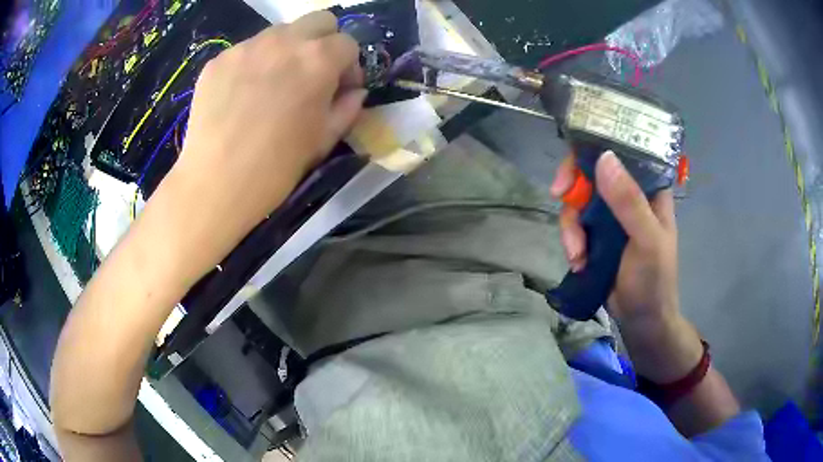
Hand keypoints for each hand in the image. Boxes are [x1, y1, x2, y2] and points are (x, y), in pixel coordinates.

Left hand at [158, 11, 365, 280]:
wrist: (215, 184)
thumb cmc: (276, 167)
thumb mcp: (324, 140)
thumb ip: (347, 108)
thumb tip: (354, 92)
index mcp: (318, 60)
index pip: (348, 43)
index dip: (349, 66)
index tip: (340, 89)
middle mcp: (284, 41)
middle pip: (318, 21)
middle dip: (324, 42)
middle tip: (312, 74)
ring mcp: (247, 47)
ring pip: (279, 32)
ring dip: (287, 50)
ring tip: (273, 85)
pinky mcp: (219, 60)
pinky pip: (246, 51)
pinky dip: (254, 64)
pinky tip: (243, 95)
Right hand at [551, 151, 679, 323]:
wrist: (641, 320)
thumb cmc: (654, 279)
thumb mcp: (647, 240)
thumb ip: (629, 202)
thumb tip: (604, 158)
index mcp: (649, 189)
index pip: (621, 153)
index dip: (594, 150)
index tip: (574, 164)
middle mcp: (629, 195)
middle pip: (592, 173)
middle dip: (574, 190)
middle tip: (559, 197)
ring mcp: (611, 216)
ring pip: (579, 201)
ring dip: (571, 227)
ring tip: (577, 255)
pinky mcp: (597, 235)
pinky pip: (575, 225)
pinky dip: (572, 242)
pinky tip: (578, 261)